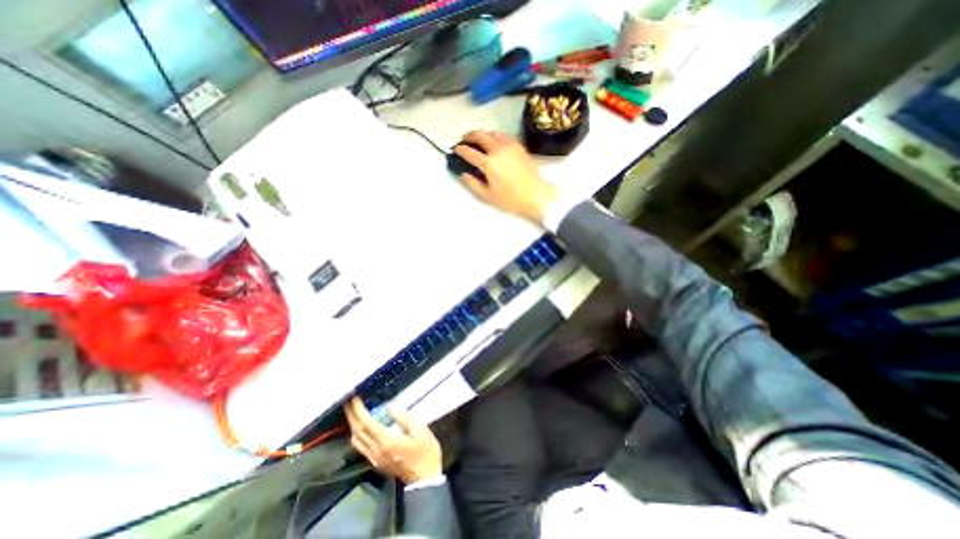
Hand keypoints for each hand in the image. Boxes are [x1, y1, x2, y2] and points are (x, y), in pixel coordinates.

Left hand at [343, 397, 444, 483]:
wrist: (425, 478)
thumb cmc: (425, 451)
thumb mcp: (420, 430)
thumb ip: (403, 417)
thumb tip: (388, 407)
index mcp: (387, 441)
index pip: (366, 423)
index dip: (358, 410)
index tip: (354, 398)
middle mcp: (376, 450)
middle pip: (357, 431)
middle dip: (351, 415)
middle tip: (348, 401)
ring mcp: (375, 458)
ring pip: (356, 441)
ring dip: (352, 425)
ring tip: (353, 411)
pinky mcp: (376, 462)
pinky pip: (361, 446)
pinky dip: (357, 434)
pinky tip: (361, 427)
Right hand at [454, 130, 560, 222]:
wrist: (536, 195)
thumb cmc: (511, 199)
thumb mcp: (488, 196)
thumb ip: (473, 184)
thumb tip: (463, 174)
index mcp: (489, 163)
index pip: (470, 152)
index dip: (461, 150)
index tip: (456, 149)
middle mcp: (498, 150)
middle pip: (480, 135)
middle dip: (469, 135)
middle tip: (465, 140)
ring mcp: (510, 146)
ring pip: (493, 132)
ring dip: (483, 134)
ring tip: (480, 141)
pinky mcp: (520, 146)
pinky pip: (504, 136)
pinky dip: (496, 136)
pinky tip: (495, 143)